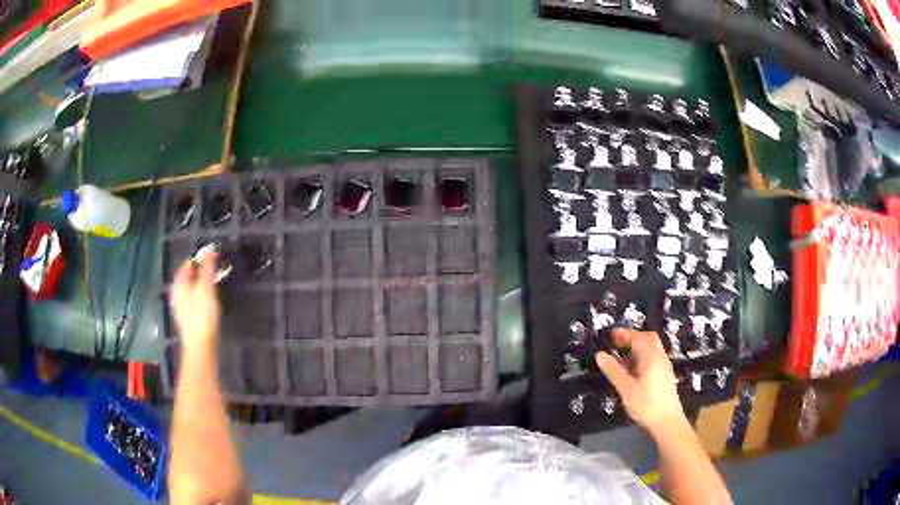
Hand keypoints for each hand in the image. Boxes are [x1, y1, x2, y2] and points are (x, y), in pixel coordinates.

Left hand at [171, 251, 220, 354]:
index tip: (214, 254)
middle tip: (217, 266)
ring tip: (217, 280)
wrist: (200, 345)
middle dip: (203, 269)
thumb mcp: (206, 287)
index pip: (189, 263)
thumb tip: (209, 249)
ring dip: (204, 281)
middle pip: (190, 275)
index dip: (201, 256)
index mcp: (180, 283)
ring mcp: (183, 305)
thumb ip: (207, 267)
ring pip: (193, 287)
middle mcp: (178, 292)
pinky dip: (204, 293)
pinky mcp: (190, 316)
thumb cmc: (202, 315)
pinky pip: (196, 297)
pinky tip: (212, 298)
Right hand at [595, 328, 684, 433]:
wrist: (667, 422)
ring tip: (621, 357)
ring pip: (651, 349)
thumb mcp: (625, 388)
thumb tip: (600, 355)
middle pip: (648, 339)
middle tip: (617, 343)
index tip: (610, 335)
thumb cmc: (646, 404)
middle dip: (632, 338)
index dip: (624, 334)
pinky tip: (633, 370)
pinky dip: (642, 357)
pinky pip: (653, 358)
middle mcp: (660, 357)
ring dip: (637, 348)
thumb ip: (613, 371)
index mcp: (651, 357)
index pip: (638, 337)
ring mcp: (664, 366)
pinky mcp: (665, 375)